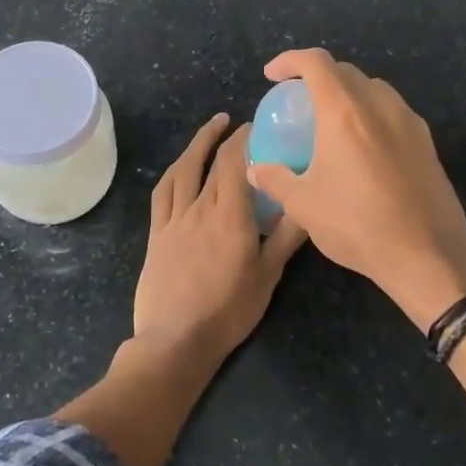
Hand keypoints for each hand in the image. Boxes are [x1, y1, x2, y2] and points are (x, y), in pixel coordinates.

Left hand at [132, 113, 307, 361]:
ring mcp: (174, 219)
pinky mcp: (156, 233)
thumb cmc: (228, 311)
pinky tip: (180, 167)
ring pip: (183, 170)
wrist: (176, 340)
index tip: (258, 126)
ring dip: (197, 144)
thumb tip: (308, 206)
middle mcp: (200, 208)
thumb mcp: (267, 277)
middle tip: (240, 125)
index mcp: (231, 215)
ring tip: (211, 128)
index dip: (245, 139)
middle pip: (212, 161)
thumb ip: (287, 238)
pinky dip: (174, 172)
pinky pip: (162, 193)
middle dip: (226, 137)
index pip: (236, 163)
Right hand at [245, 49, 465, 327]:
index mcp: (344, 112)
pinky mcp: (427, 142)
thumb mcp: (304, 206)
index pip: (316, 63)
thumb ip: (275, 179)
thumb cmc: (357, 225)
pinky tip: (364, 145)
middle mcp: (379, 106)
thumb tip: (255, 169)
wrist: (428, 256)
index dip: (290, 61)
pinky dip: (371, 113)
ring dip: (349, 93)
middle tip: (300, 100)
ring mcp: (409, 122)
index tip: (272, 75)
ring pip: (374, 88)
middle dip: (318, 76)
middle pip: (346, 71)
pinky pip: (393, 111)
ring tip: (332, 120)